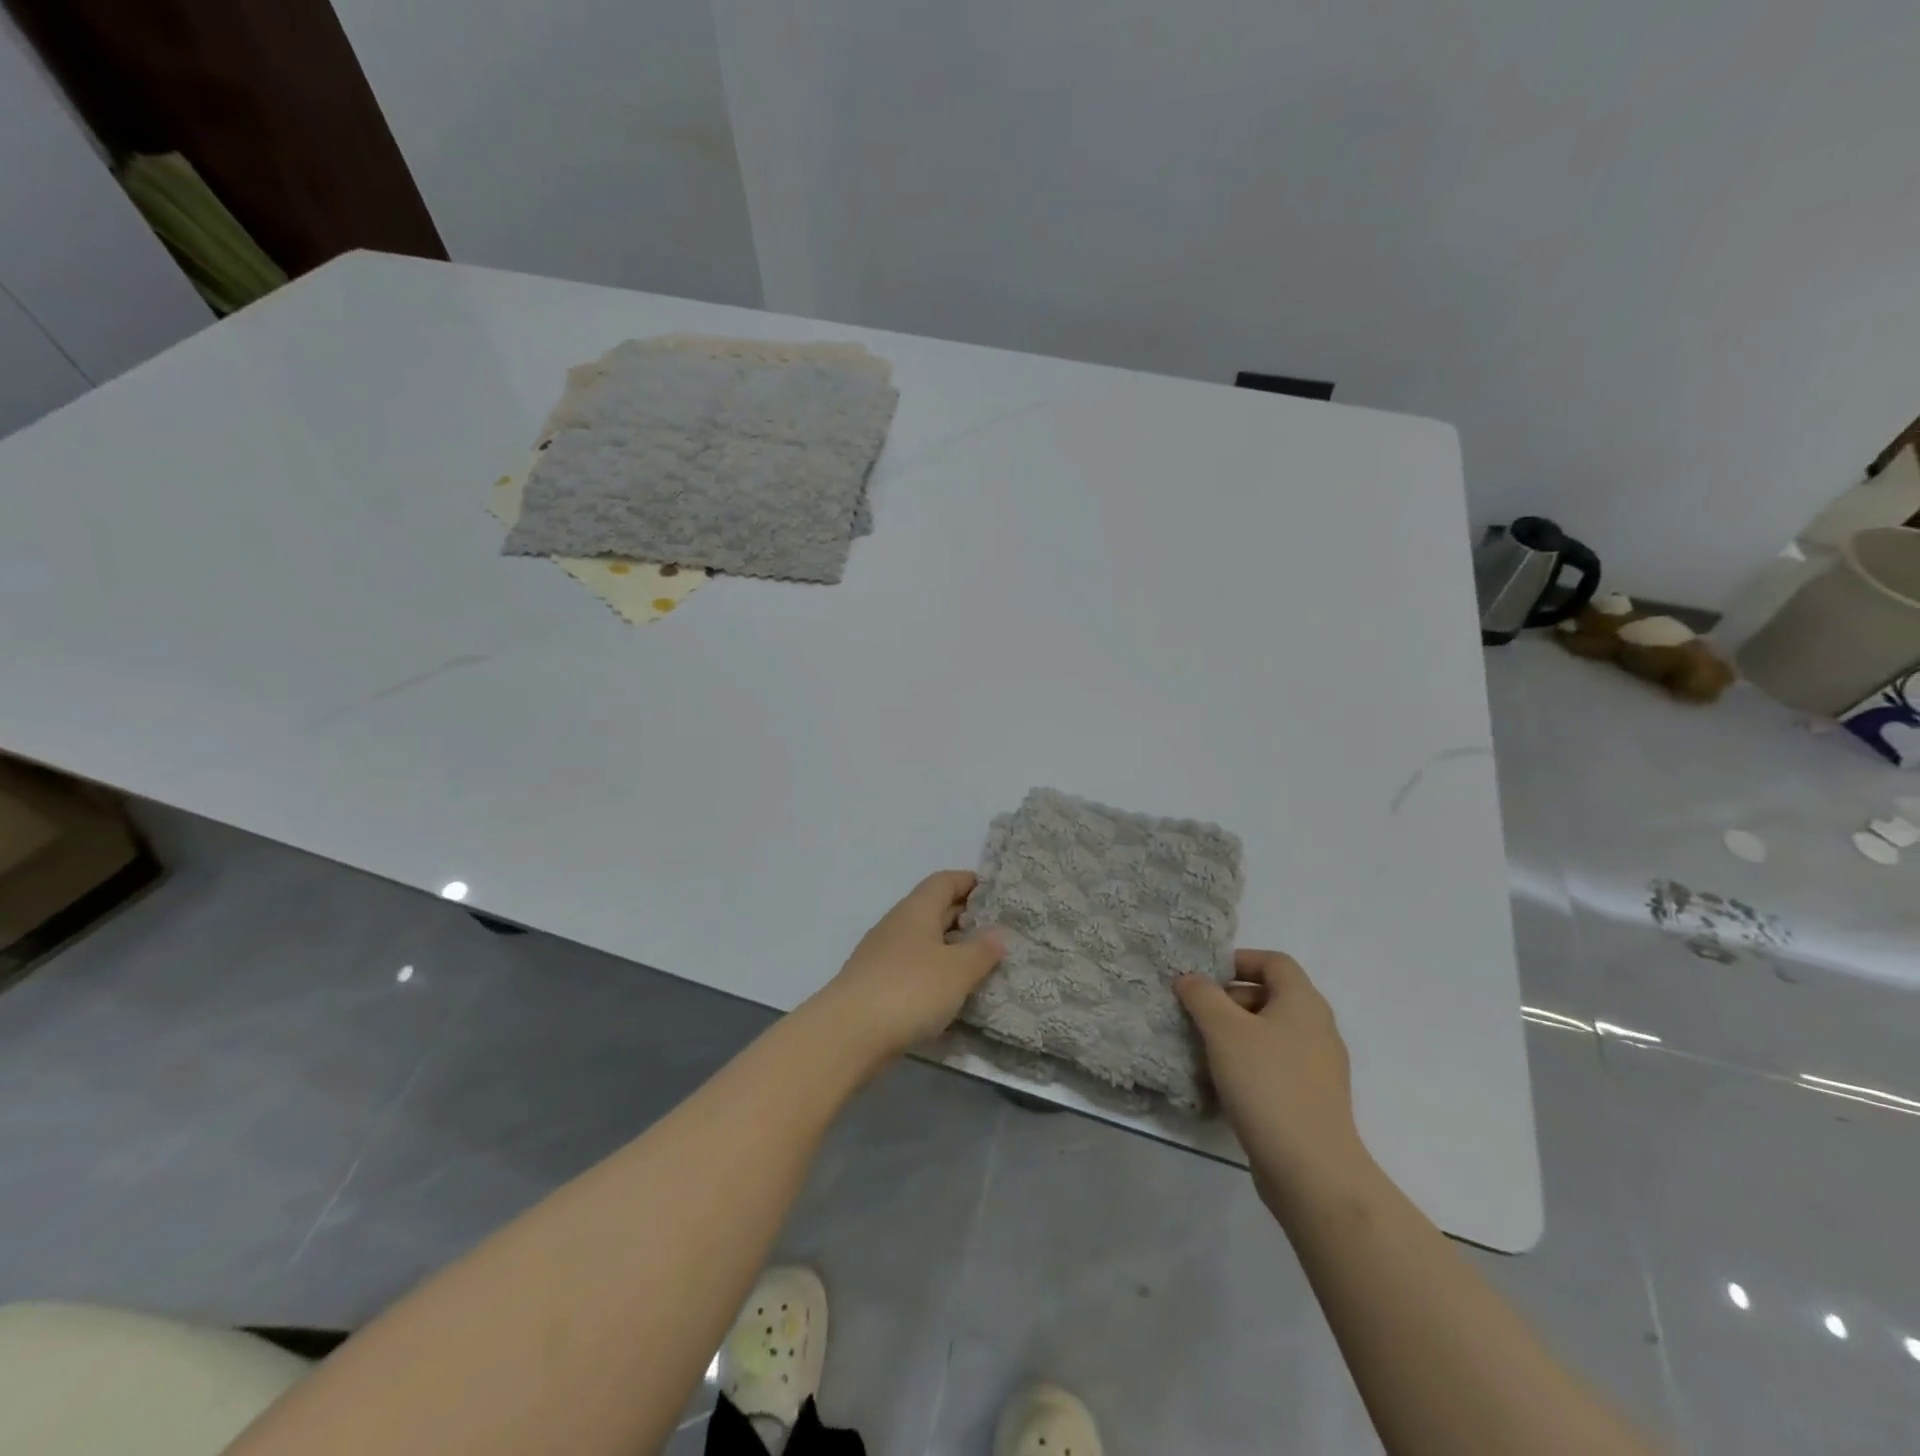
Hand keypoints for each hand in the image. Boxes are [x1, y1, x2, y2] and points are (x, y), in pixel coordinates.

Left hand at [806, 871, 1005, 1066]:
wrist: (848, 1034)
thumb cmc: (909, 990)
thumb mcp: (957, 970)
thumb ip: (981, 951)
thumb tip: (997, 934)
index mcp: (916, 910)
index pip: (944, 881)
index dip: (969, 882)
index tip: (996, 892)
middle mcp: (897, 925)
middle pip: (934, 910)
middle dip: (965, 918)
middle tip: (998, 932)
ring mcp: (883, 957)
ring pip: (924, 943)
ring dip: (950, 951)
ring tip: (981, 966)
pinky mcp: (876, 987)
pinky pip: (913, 971)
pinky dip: (934, 977)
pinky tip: (951, 997)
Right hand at [1176, 951, 1369, 1210]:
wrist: (1310, 1169)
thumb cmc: (1266, 1084)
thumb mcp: (1224, 1030)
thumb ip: (1202, 996)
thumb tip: (1190, 979)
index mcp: (1304, 1002)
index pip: (1274, 961)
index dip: (1239, 960)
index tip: (1204, 977)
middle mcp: (1318, 1027)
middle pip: (1271, 995)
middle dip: (1231, 999)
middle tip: (1198, 1015)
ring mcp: (1319, 1066)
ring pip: (1271, 1032)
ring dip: (1236, 1033)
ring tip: (1204, 1049)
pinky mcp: (1312, 1098)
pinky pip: (1276, 1064)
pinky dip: (1249, 1063)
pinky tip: (1224, 1083)